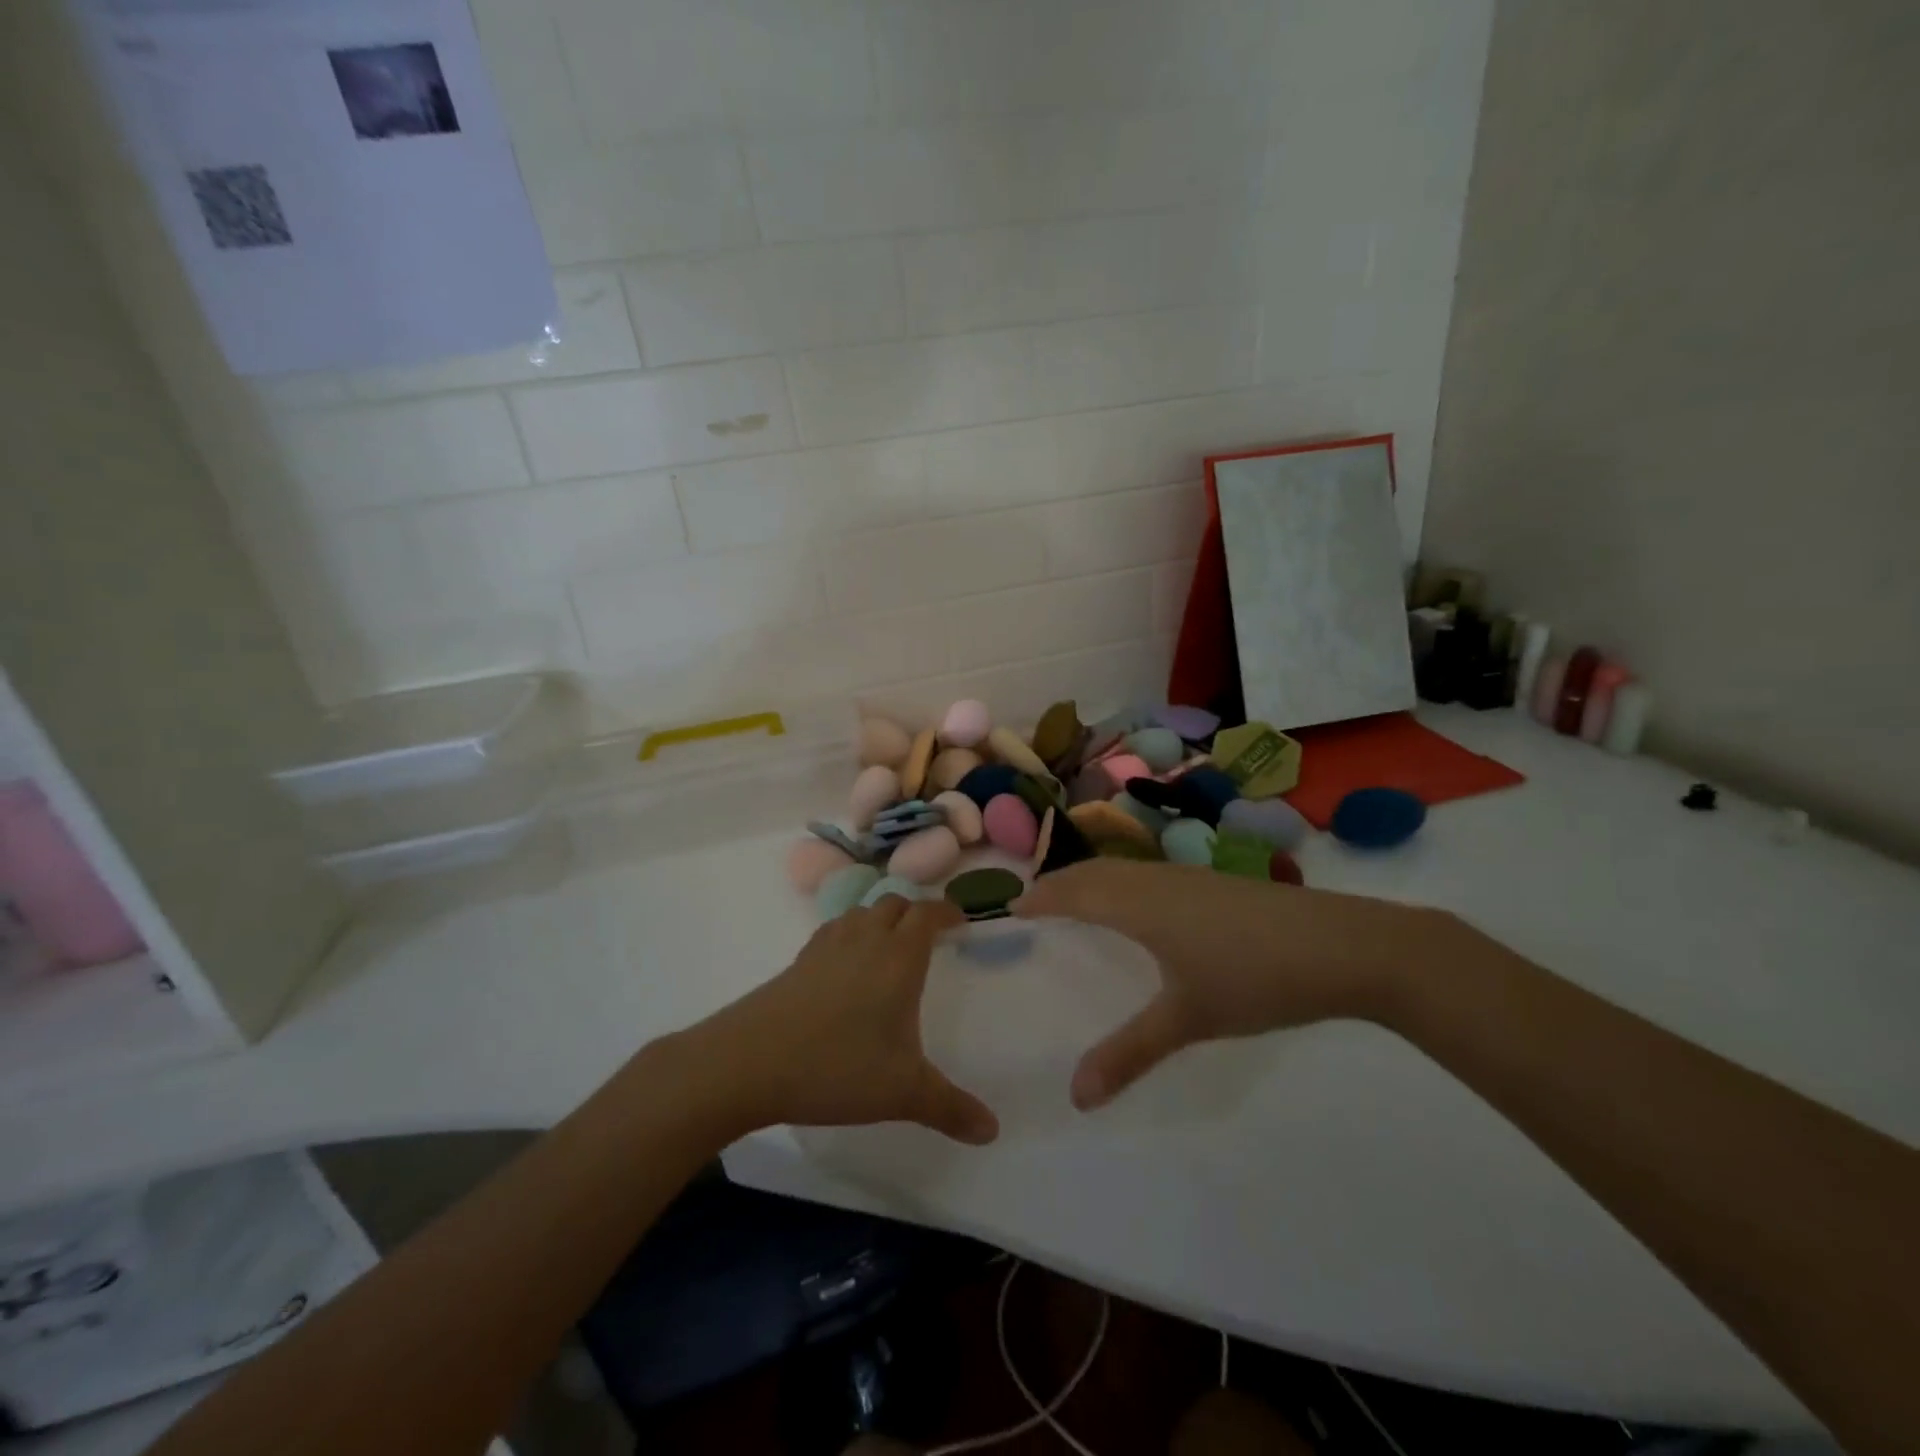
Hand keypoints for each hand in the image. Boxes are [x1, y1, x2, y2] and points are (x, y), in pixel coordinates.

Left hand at [688, 897, 998, 1144]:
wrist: (749, 1062)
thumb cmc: (837, 1067)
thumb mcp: (902, 1093)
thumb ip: (951, 1108)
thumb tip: (993, 1131)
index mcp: (899, 958)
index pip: (927, 914)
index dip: (946, 911)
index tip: (960, 919)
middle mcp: (865, 940)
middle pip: (894, 904)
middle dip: (915, 913)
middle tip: (928, 937)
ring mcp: (826, 947)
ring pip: (860, 912)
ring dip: (880, 919)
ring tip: (888, 947)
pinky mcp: (797, 961)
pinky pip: (832, 931)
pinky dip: (849, 935)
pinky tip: (845, 967)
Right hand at [1014, 860, 1451, 1109]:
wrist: (1344, 946)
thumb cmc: (1254, 977)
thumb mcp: (1188, 1019)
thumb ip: (1129, 1053)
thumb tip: (1075, 1097)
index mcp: (1139, 905)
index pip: (1075, 891)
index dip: (1042, 896)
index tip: (1013, 905)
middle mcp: (1157, 880)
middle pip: (1095, 872)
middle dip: (1061, 882)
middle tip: (1037, 900)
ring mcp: (1190, 876)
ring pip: (1125, 870)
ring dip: (1093, 879)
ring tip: (1078, 900)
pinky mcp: (1216, 883)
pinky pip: (1149, 875)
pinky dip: (1124, 883)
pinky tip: (1141, 907)